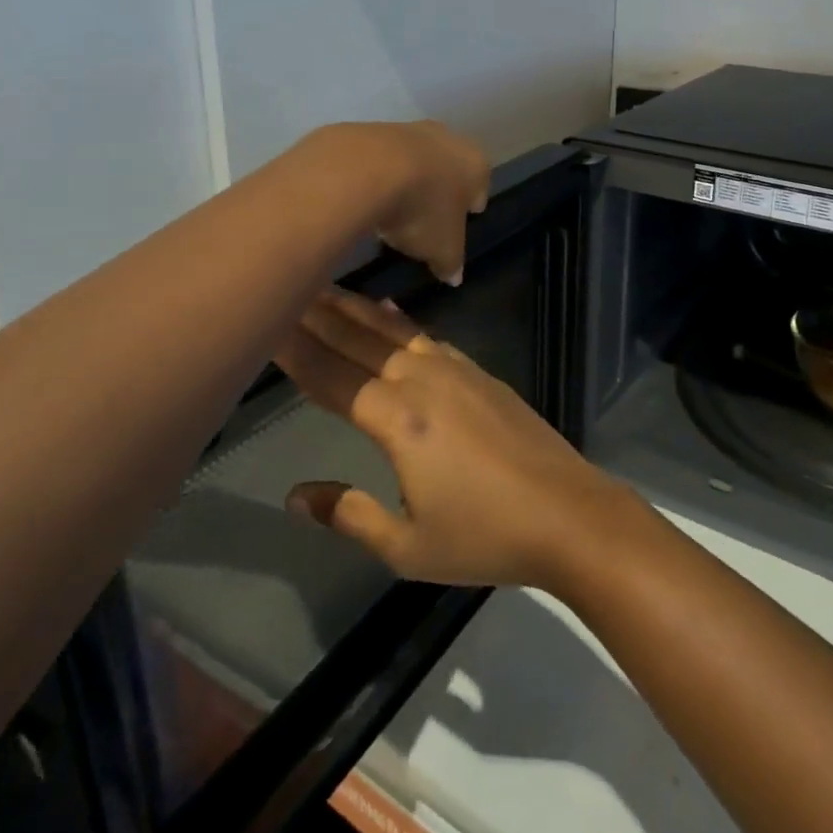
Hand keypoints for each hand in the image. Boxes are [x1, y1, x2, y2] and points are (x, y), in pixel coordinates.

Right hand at [274, 290, 638, 588]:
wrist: (568, 513)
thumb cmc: (485, 537)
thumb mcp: (407, 546)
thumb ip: (349, 514)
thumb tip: (296, 495)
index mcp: (397, 421)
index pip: (332, 377)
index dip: (296, 351)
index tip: (265, 323)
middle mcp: (422, 381)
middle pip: (359, 342)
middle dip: (319, 315)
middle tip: (285, 286)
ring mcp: (456, 371)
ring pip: (393, 331)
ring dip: (356, 309)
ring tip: (325, 288)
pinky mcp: (481, 373)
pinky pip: (428, 337)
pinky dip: (400, 321)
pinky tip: (389, 311)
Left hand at [314, 122, 489, 286]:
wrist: (366, 169)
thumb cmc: (422, 210)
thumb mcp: (442, 248)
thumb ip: (451, 262)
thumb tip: (454, 276)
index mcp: (475, 164)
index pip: (480, 187)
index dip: (468, 208)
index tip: (457, 223)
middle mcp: (448, 138)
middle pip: (447, 169)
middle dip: (438, 191)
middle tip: (425, 218)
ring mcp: (409, 129)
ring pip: (415, 161)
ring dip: (407, 181)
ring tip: (391, 212)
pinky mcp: (373, 130)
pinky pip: (382, 160)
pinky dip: (378, 176)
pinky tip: (366, 197)